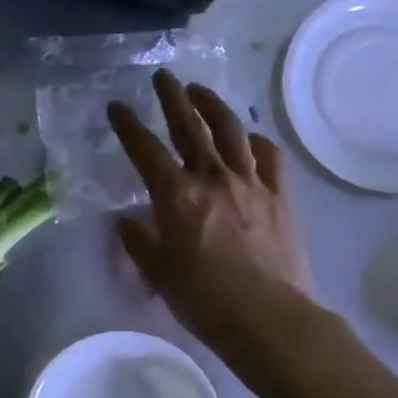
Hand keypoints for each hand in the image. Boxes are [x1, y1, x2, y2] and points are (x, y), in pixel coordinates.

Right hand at [107, 72, 319, 362]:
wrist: (270, 319)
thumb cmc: (205, 301)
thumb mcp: (158, 274)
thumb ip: (139, 242)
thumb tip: (128, 222)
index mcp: (176, 196)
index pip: (145, 149)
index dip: (127, 125)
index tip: (117, 106)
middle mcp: (212, 178)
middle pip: (190, 126)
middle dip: (172, 98)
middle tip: (163, 77)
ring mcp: (251, 183)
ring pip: (231, 131)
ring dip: (213, 106)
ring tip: (201, 93)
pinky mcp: (280, 196)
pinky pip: (269, 158)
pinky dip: (256, 142)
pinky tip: (249, 140)